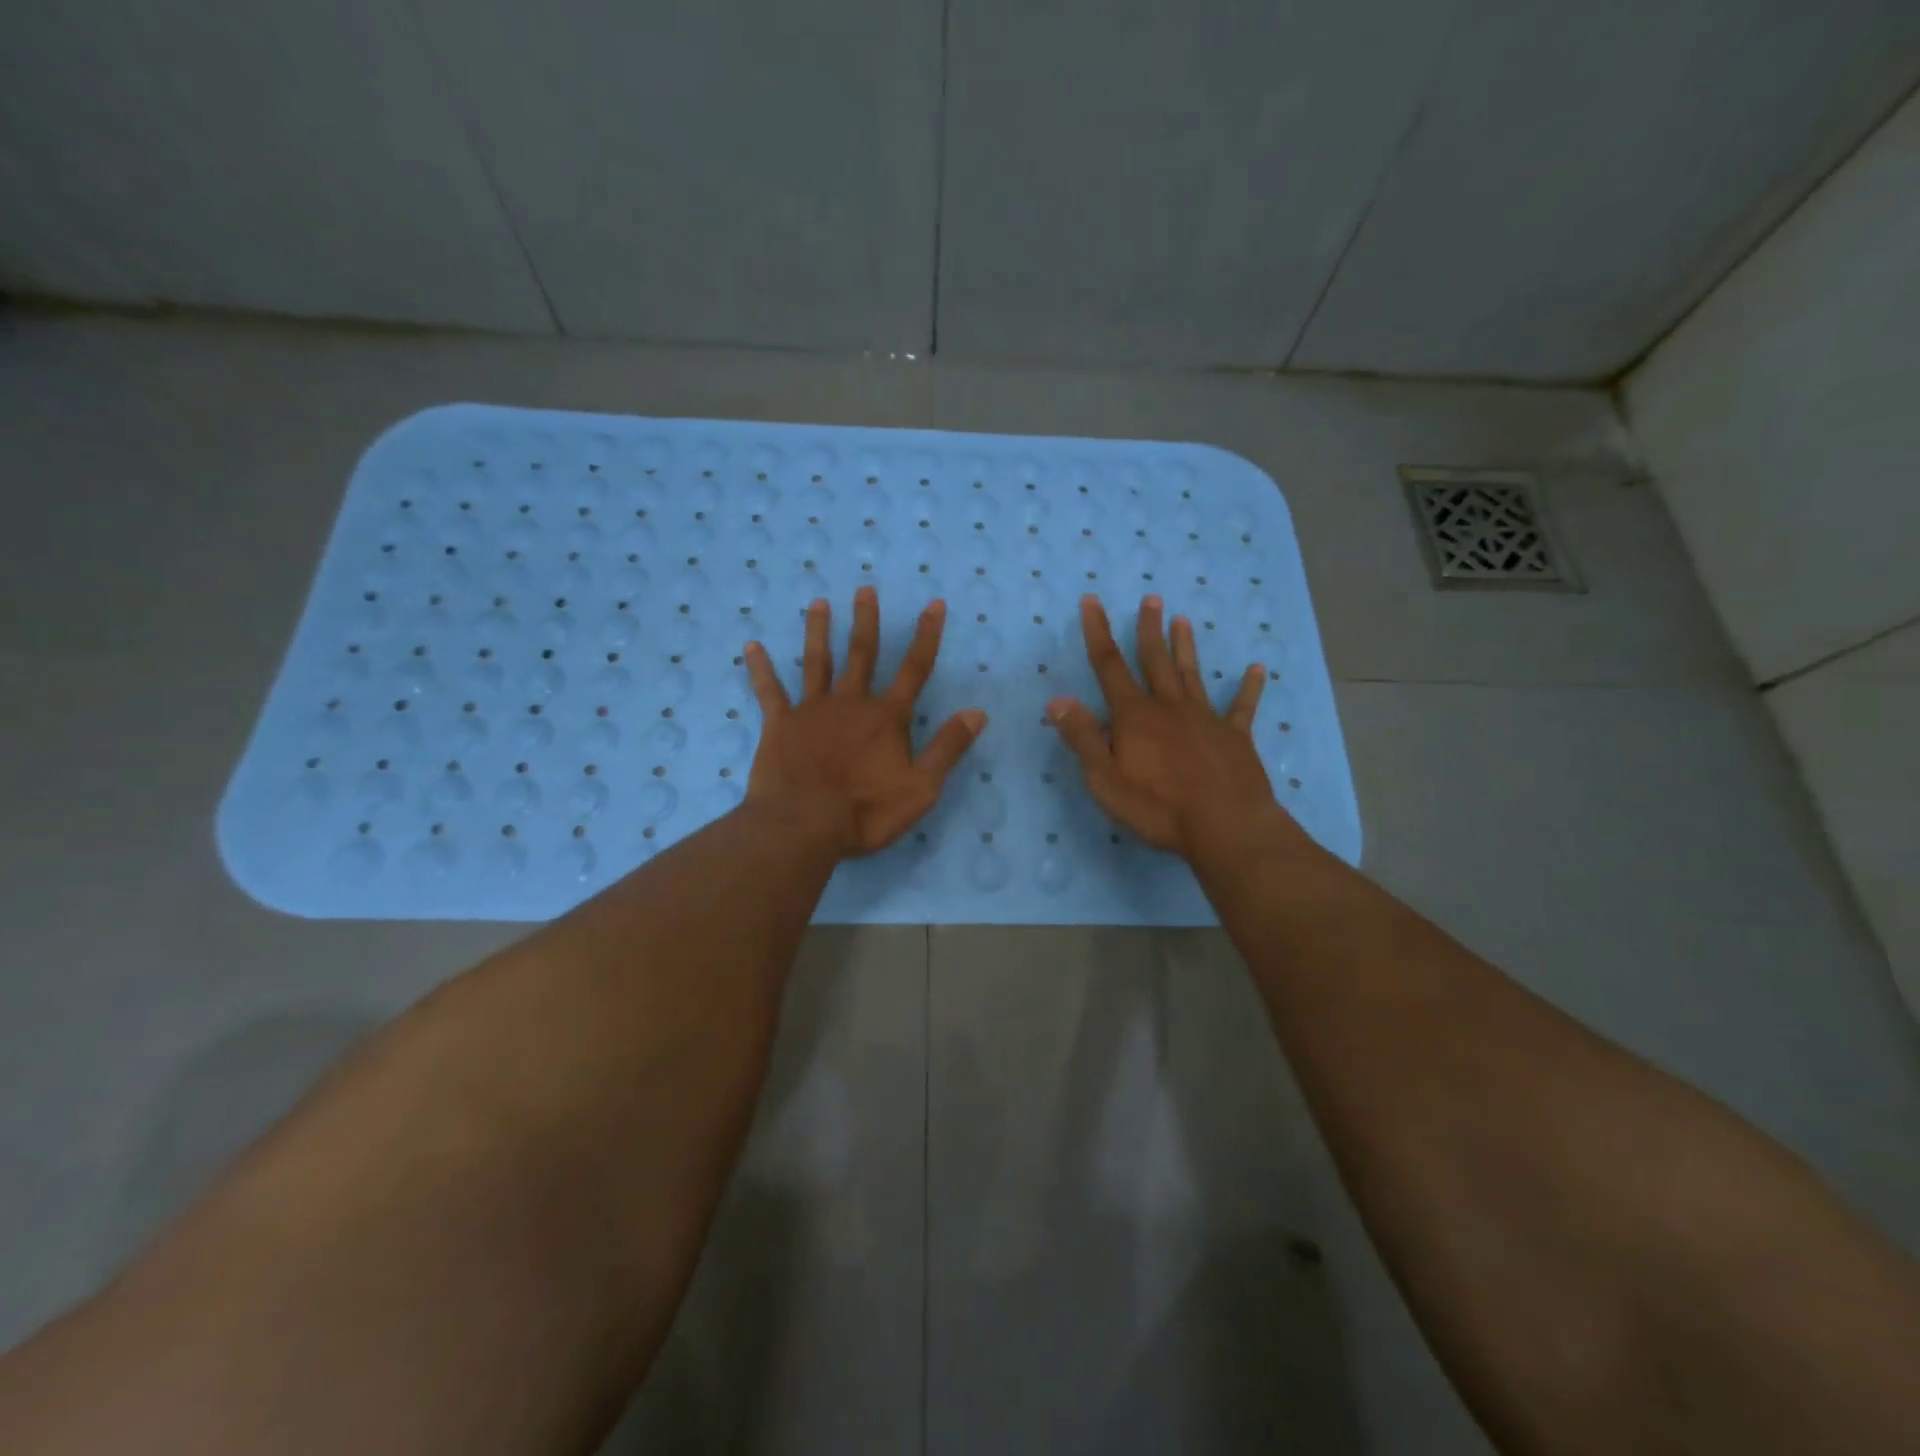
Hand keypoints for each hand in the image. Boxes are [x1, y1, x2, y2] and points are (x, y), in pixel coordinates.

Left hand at [743, 588, 986, 856]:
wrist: (804, 825)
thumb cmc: (866, 810)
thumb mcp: (922, 787)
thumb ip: (948, 747)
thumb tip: (978, 712)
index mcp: (886, 717)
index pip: (914, 669)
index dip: (927, 635)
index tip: (934, 604)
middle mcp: (850, 702)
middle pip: (862, 654)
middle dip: (866, 621)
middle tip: (865, 589)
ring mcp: (812, 710)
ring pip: (817, 662)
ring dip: (818, 631)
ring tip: (818, 602)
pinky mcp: (779, 724)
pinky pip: (769, 691)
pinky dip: (761, 669)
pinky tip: (752, 647)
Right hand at [1048, 594, 1311, 862]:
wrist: (1225, 826)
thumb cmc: (1157, 807)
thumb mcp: (1105, 778)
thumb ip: (1082, 737)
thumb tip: (1057, 699)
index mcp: (1134, 716)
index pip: (1109, 666)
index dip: (1098, 632)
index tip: (1092, 600)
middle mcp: (1169, 707)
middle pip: (1155, 661)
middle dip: (1148, 629)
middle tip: (1151, 598)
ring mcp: (1205, 719)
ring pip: (1192, 674)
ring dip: (1186, 646)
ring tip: (1183, 620)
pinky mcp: (1235, 737)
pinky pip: (1241, 706)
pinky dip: (1248, 687)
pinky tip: (1256, 669)